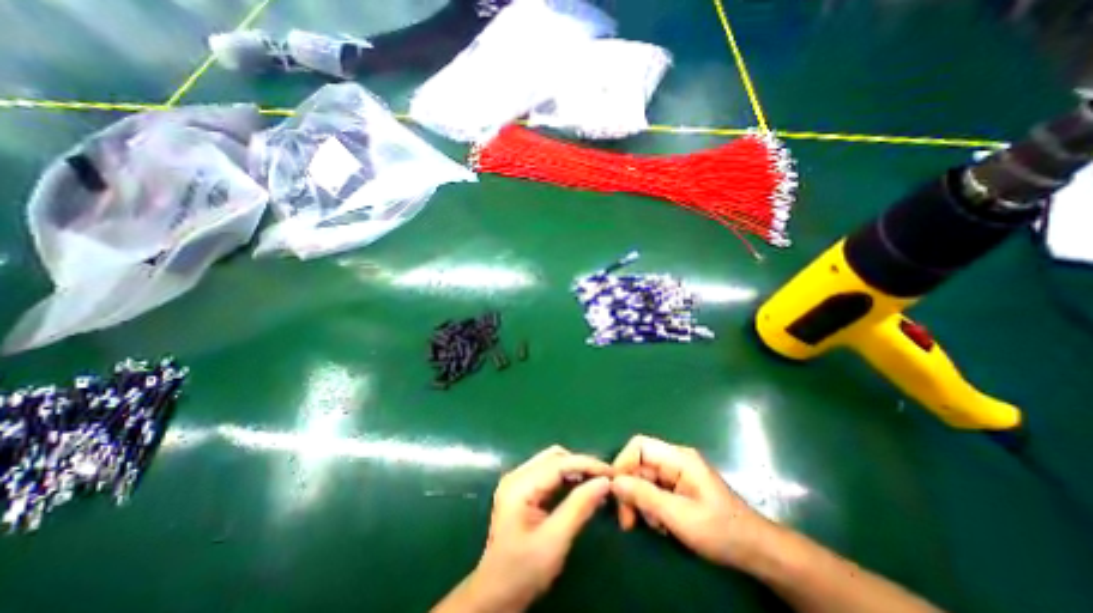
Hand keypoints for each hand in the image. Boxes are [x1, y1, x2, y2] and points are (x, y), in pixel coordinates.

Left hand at [459, 445, 617, 612]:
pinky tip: (581, 489)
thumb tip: (604, 482)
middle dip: (581, 465)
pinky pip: (548, 474)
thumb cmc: (522, 572)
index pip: (558, 463)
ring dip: (575, 470)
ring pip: (552, 462)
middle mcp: (517, 475)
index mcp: (519, 485)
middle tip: (605, 479)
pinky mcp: (521, 489)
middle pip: (555, 457)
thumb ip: (579, 507)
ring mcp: (517, 481)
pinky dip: (566, 478)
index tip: (611, 472)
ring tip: (597, 483)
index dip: (587, 464)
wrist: (495, 595)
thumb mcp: (555, 541)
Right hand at [611, 437, 781, 568]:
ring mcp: (677, 473)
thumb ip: (645, 496)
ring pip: (645, 479)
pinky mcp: (679, 486)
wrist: (756, 550)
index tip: (616, 491)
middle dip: (631, 490)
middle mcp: (675, 459)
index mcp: (678, 458)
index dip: (623, 463)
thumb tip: (614, 482)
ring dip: (641, 501)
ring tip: (652, 527)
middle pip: (639, 464)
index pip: (639, 446)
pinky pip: (655, 489)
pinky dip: (652, 507)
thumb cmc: (720, 530)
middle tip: (628, 521)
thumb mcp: (679, 516)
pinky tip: (661, 525)